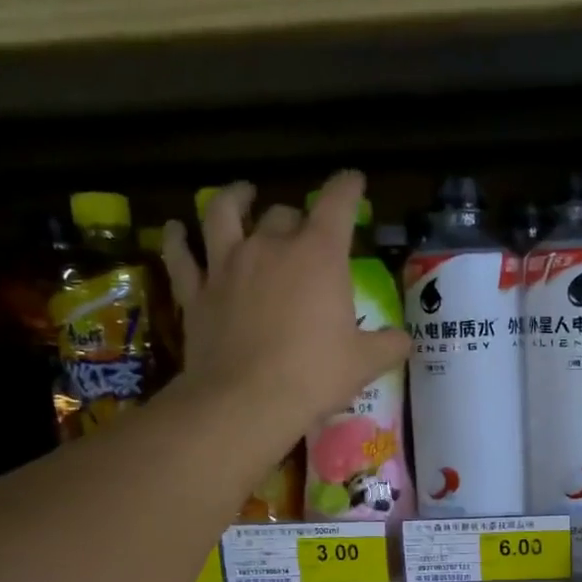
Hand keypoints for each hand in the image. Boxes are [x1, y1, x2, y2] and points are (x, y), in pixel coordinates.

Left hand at [160, 172, 411, 429]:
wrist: (246, 401)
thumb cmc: (314, 376)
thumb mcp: (364, 363)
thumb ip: (388, 345)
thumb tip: (404, 341)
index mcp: (318, 256)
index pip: (337, 204)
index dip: (347, 187)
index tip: (354, 181)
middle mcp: (270, 246)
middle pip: (283, 214)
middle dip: (297, 217)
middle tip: (303, 229)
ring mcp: (226, 265)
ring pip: (223, 213)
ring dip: (233, 199)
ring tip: (240, 194)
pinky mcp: (196, 291)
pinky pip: (181, 255)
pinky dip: (178, 239)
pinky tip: (176, 230)